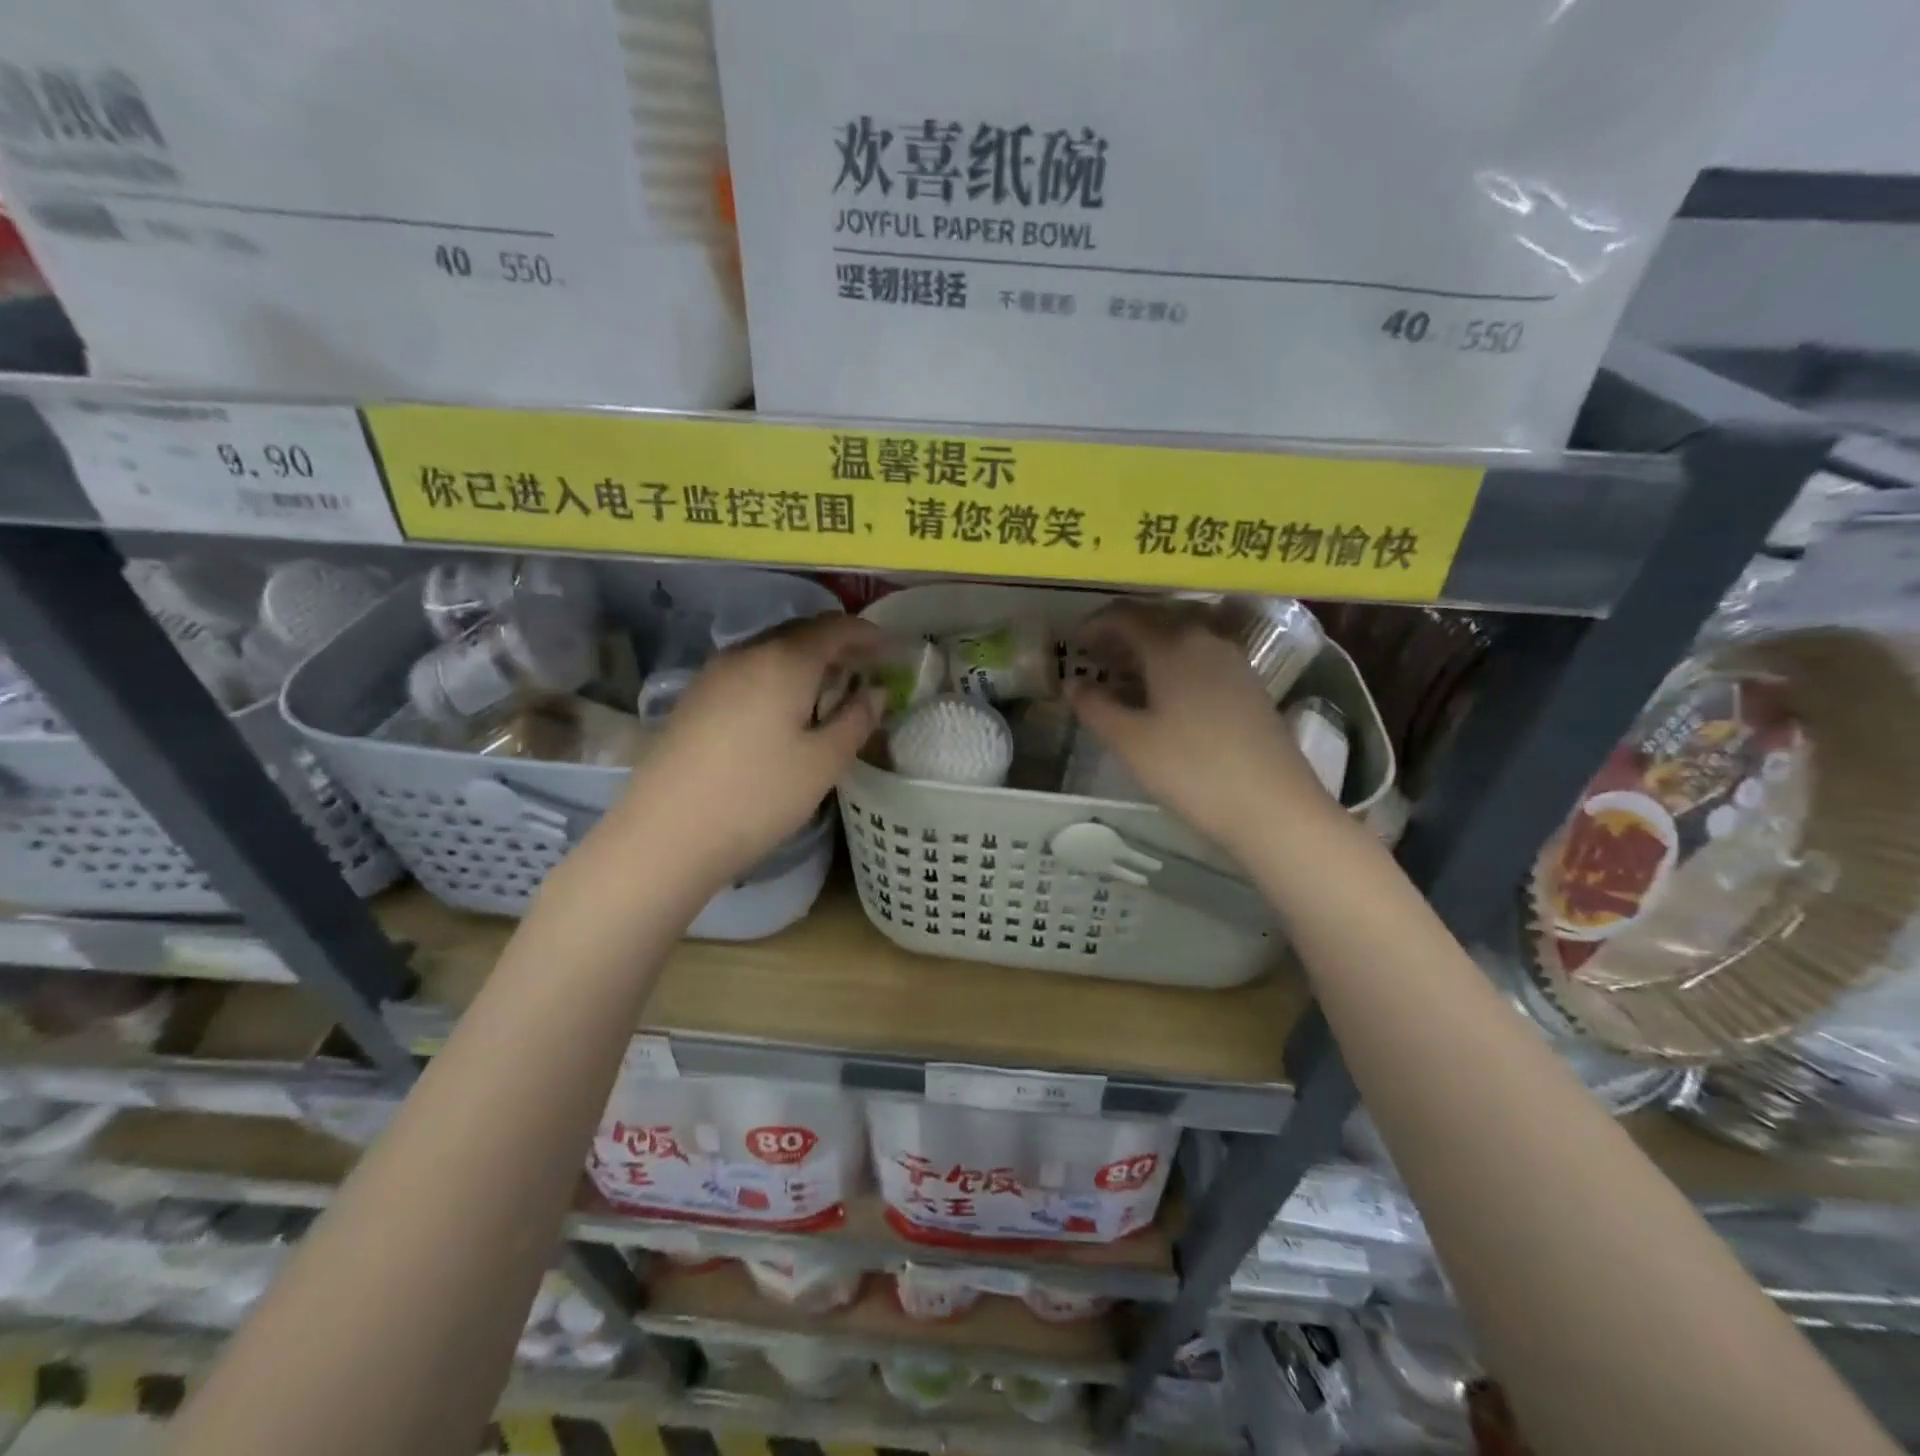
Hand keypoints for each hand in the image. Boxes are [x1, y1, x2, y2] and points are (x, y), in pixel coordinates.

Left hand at [609, 613, 882, 886]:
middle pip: (801, 633)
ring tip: (831, 689)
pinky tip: (785, 709)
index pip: (834, 627)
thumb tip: (875, 692)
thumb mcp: (823, 763)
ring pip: (771, 652)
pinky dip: (778, 677)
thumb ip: (856, 719)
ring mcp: (714, 674)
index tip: (893, 650)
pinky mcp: (695, 698)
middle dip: (838, 645)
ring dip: (807, 662)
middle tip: (867, 668)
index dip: (868, 634)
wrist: (665, 834)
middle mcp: (746, 653)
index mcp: (783, 661)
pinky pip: (749, 671)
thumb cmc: (758, 796)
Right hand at [1067, 600, 1337, 854]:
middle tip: (1095, 657)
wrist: (1274, 807)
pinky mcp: (1250, 687)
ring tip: (1126, 677)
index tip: (1073, 642)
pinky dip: (1175, 665)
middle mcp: (1206, 641)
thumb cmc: (1192, 770)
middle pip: (1158, 620)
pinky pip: (1202, 659)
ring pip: (1183, 639)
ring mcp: (1234, 663)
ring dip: (1150, 649)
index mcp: (1173, 646)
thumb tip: (1073, 684)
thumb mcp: (1131, 742)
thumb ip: (1096, 708)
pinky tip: (1165, 696)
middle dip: (1122, 633)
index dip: (1095, 624)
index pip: (1126, 616)